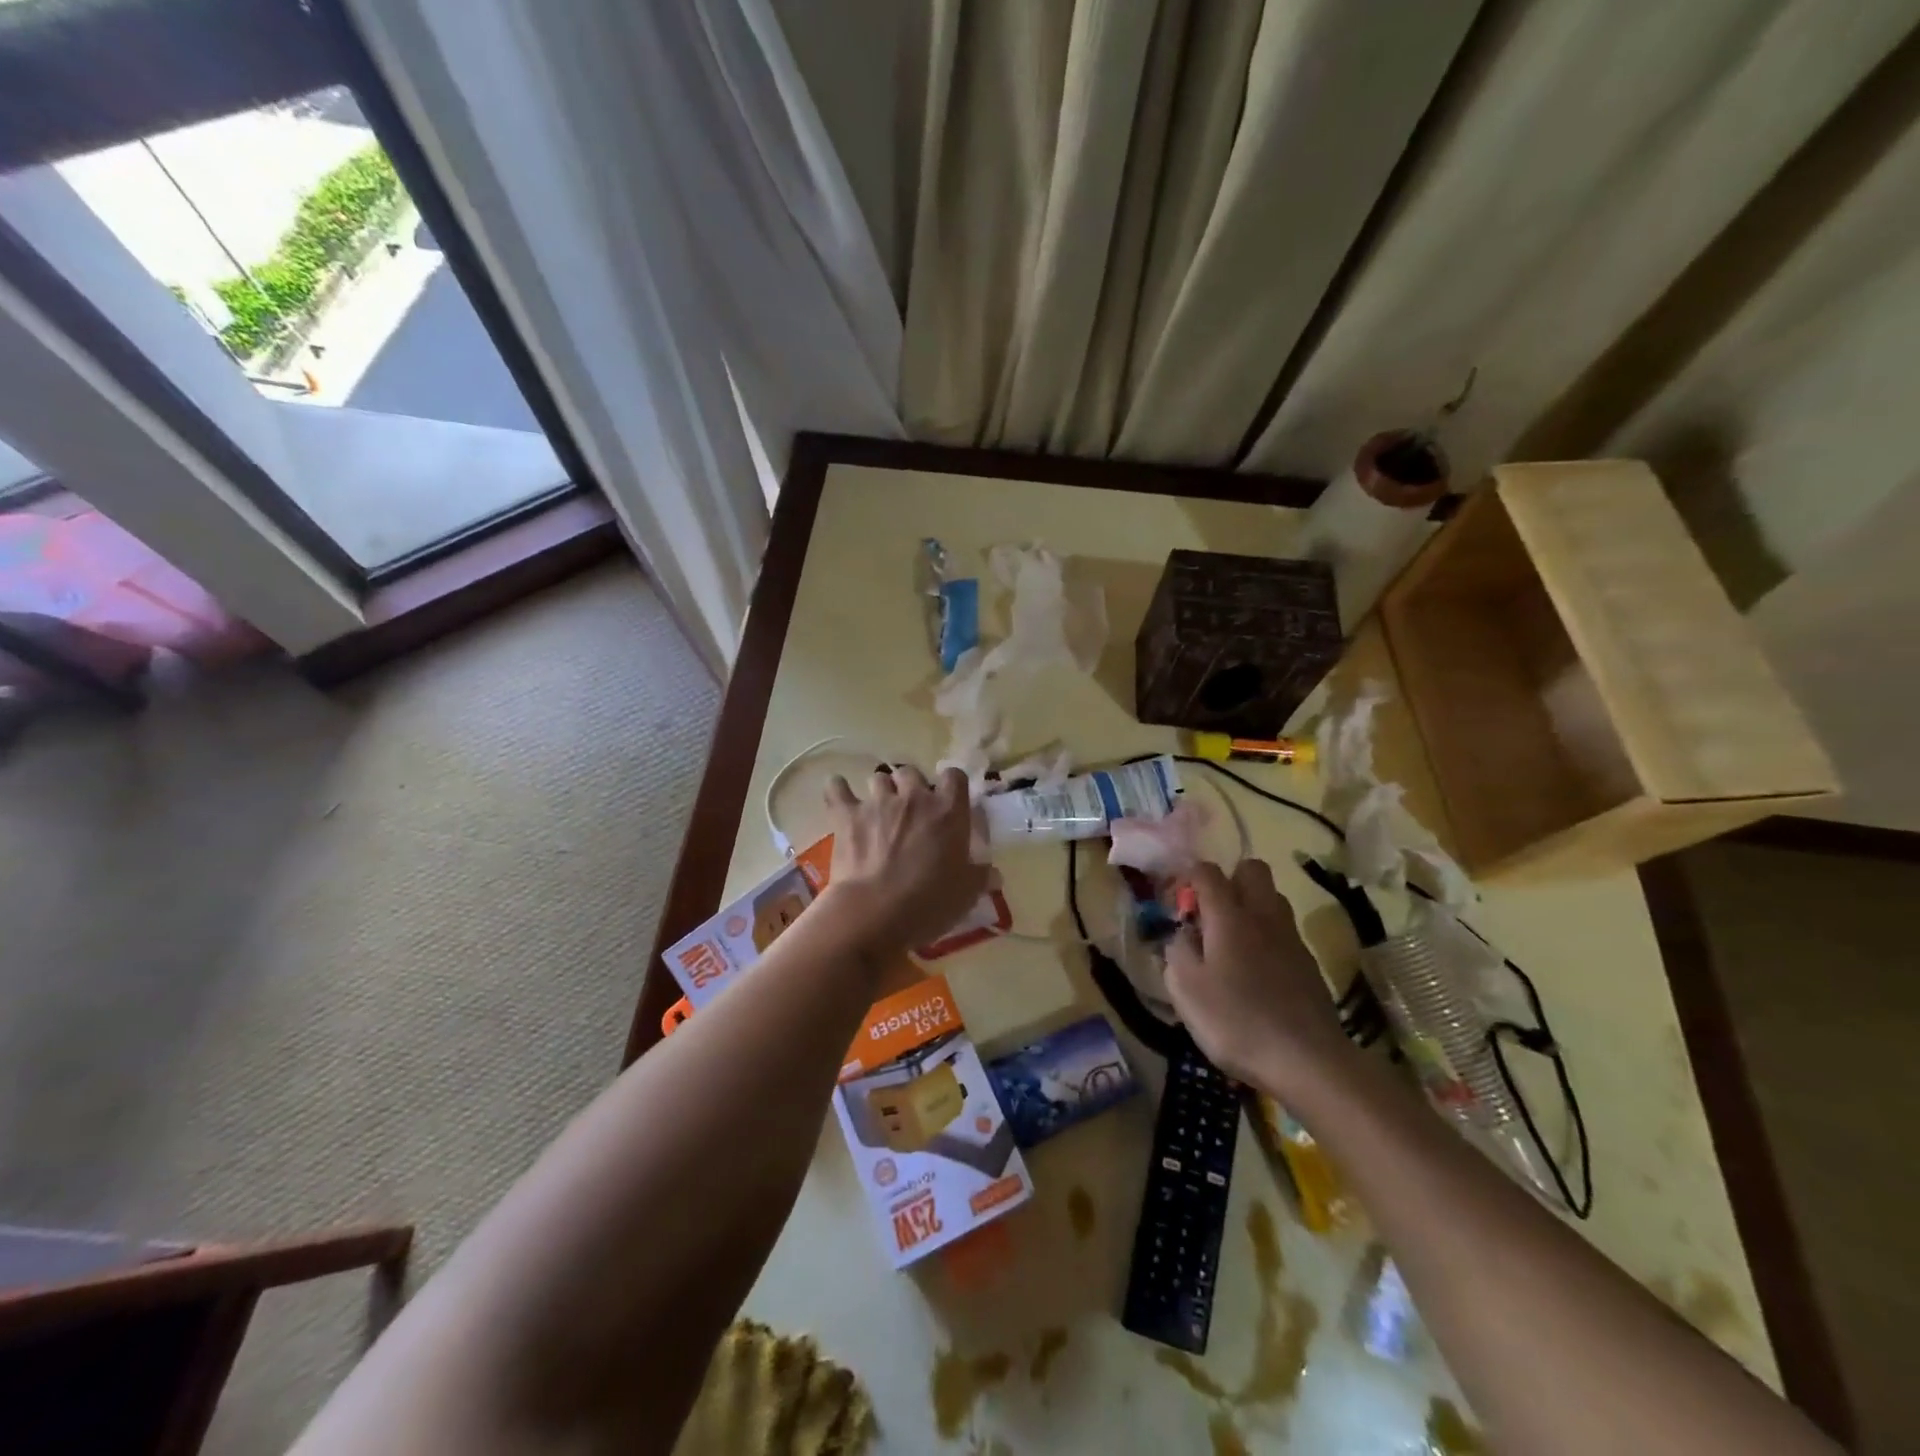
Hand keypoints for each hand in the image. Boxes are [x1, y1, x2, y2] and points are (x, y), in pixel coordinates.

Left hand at [822, 766, 986, 953]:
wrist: (874, 914)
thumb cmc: (928, 904)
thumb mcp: (966, 895)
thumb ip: (980, 877)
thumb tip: (992, 873)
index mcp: (948, 812)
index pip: (954, 776)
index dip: (950, 785)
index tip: (948, 801)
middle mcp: (914, 798)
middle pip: (912, 772)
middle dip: (910, 786)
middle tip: (910, 811)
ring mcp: (878, 803)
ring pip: (878, 778)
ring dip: (880, 790)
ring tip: (878, 810)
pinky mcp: (846, 815)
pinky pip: (837, 788)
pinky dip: (838, 789)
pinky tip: (839, 794)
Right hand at [1164, 860, 1354, 1098]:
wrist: (1309, 1060)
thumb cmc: (1236, 1021)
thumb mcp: (1185, 989)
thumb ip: (1177, 951)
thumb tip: (1183, 933)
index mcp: (1229, 916)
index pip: (1207, 871)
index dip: (1186, 878)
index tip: (1174, 903)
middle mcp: (1263, 915)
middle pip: (1251, 869)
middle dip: (1228, 880)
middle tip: (1209, 914)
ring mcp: (1291, 937)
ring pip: (1271, 898)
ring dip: (1250, 906)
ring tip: (1230, 941)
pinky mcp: (1308, 962)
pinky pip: (1283, 930)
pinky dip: (1266, 936)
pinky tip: (1254, 971)